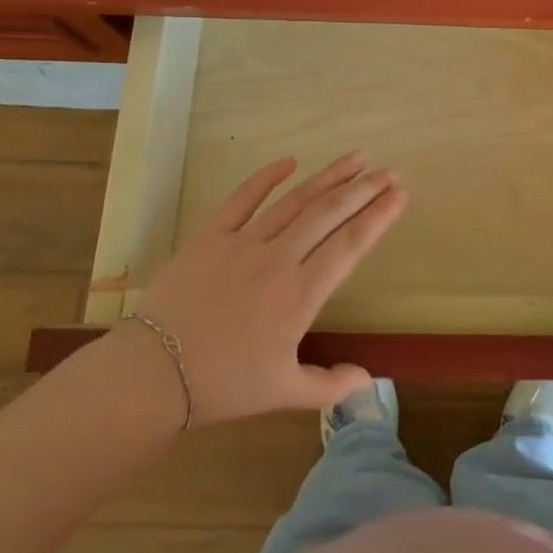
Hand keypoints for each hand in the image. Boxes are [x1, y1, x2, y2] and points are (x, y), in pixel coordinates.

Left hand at [114, 152, 404, 425]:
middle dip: (363, 190)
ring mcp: (244, 242)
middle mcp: (279, 258)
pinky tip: (290, 160)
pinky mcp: (212, 235)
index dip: (378, 217)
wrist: (153, 374)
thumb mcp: (282, 394)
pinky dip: (267, 176)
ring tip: (357, 158)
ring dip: (329, 176)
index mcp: (300, 294)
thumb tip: (368, 379)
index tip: (400, 195)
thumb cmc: (223, 385)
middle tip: (389, 172)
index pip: (350, 245)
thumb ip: (329, 385)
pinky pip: (243, 198)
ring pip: (296, 200)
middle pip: (329, 213)